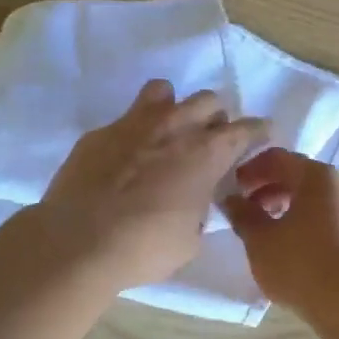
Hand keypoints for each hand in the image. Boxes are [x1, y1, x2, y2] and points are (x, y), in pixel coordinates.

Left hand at [37, 80, 267, 289]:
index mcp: (206, 153)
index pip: (245, 129)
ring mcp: (134, 124)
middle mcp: (176, 127)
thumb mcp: (190, 239)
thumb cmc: (145, 247)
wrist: (76, 243)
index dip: (258, 131)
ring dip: (174, 108)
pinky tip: (125, 158)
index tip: (262, 135)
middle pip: (208, 100)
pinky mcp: (99, 133)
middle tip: (209, 140)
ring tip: (169, 131)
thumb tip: (195, 202)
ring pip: (164, 91)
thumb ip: (200, 210)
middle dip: (215, 117)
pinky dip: (134, 132)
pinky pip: (125, 119)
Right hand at [221, 148, 338, 312]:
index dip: (251, 169)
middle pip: (299, 177)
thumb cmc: (302, 263)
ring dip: (287, 209)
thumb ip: (243, 215)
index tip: (232, 188)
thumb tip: (232, 200)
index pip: (278, 158)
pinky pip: (328, 221)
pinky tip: (292, 252)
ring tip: (265, 234)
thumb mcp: (261, 240)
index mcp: (318, 176)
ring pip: (315, 201)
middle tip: (245, 211)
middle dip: (268, 190)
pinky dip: (305, 226)